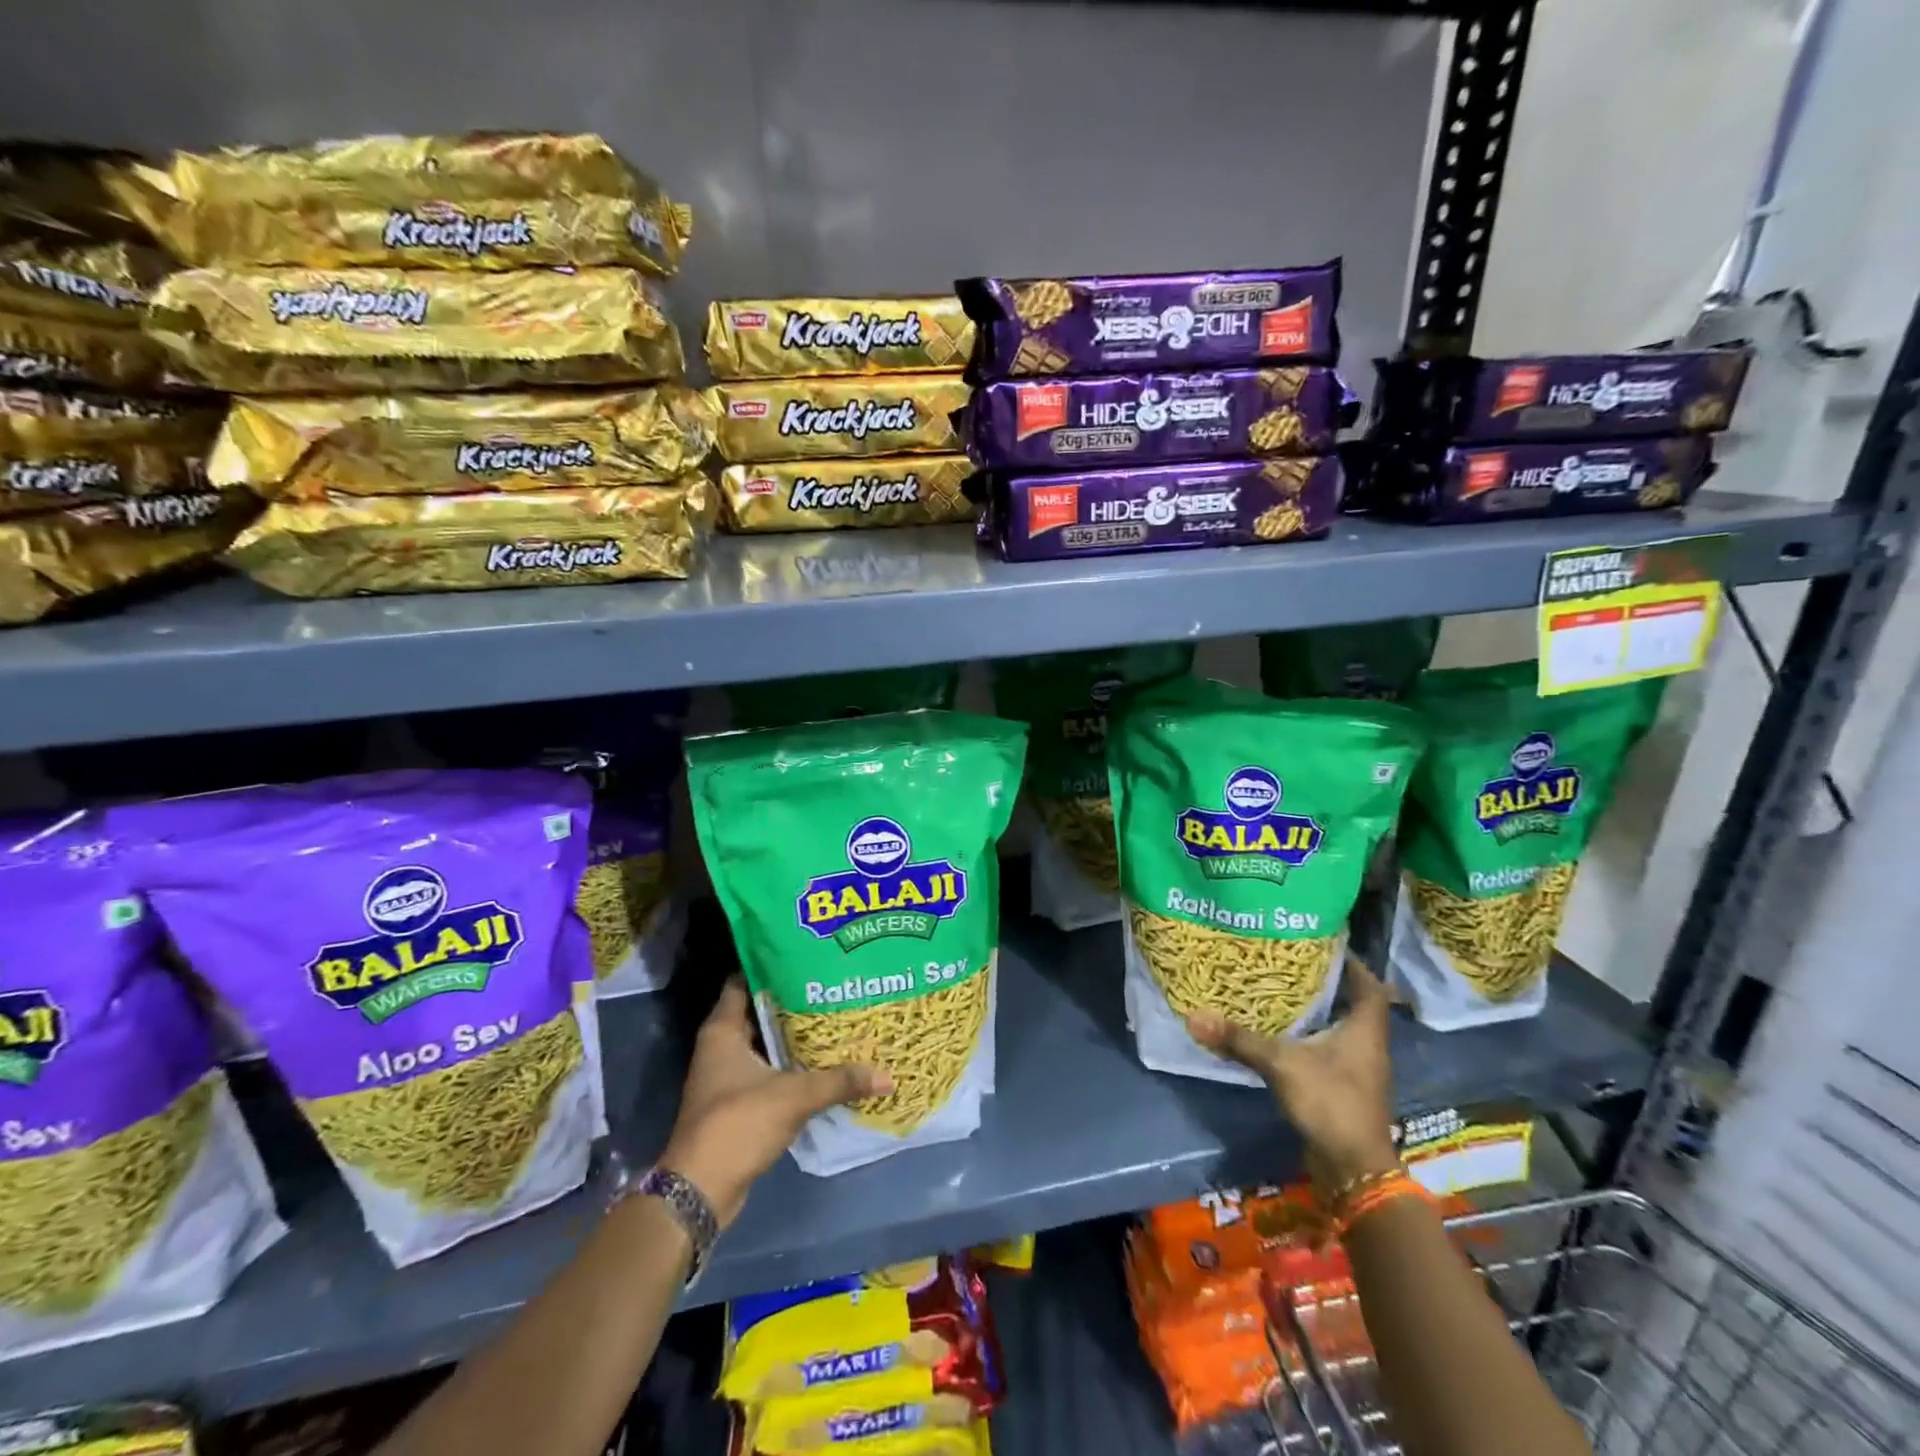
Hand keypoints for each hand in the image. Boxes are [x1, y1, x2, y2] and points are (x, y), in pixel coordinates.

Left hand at [659, 977, 891, 1227]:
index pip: (744, 981)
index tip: (805, 956)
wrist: (700, 1189)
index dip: (771, 966)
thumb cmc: (738, 1123)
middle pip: (759, 1012)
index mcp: (723, 1030)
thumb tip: (886, 1076)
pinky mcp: (736, 1102)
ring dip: (792, 1036)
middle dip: (792, 1000)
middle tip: (831, 986)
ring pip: (764, 1043)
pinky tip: (821, 1062)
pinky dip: (790, 1065)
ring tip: (833, 1018)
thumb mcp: (794, 1096)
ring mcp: (726, 1076)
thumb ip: (839, 1081)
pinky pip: (767, 1071)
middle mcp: (720, 1047)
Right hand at [1186, 955, 1400, 1196]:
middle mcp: (1367, 1045)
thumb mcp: (1282, 1064)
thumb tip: (1194, 1016)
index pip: (1369, 985)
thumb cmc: (1331, 1103)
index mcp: (1364, 1030)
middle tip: (1291, 963)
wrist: (1354, 1170)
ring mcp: (1357, 1070)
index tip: (1322, 944)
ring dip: (1317, 1011)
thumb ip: (1240, 1040)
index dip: (1351, 963)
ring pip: (1340, 1029)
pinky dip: (1309, 1038)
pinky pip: (1328, 1051)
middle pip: (1353, 1004)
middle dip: (1327, 983)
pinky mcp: (1344, 1089)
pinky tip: (1281, 1033)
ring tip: (1281, 991)